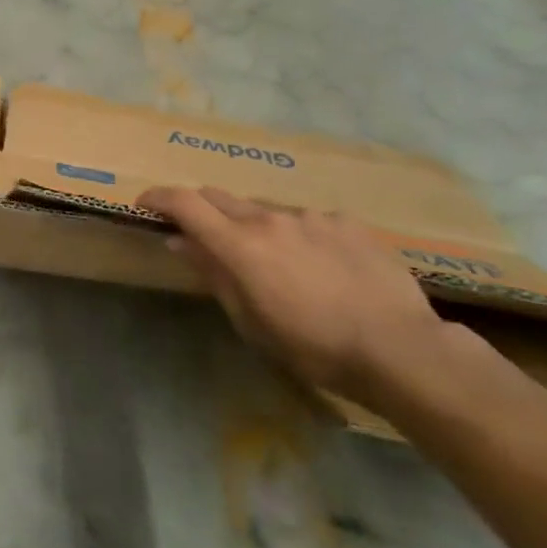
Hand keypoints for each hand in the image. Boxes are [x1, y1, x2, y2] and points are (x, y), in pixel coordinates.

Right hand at [141, 185, 453, 403]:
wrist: (401, 350)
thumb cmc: (314, 347)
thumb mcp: (250, 321)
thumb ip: (212, 274)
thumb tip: (179, 241)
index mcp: (240, 244)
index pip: (185, 203)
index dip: (159, 197)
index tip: (145, 203)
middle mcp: (271, 218)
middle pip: (221, 198)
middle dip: (203, 211)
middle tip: (204, 236)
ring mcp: (312, 217)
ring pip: (267, 212)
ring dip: (258, 229)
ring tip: (279, 265)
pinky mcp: (348, 223)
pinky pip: (310, 221)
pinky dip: (301, 237)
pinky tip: (323, 267)